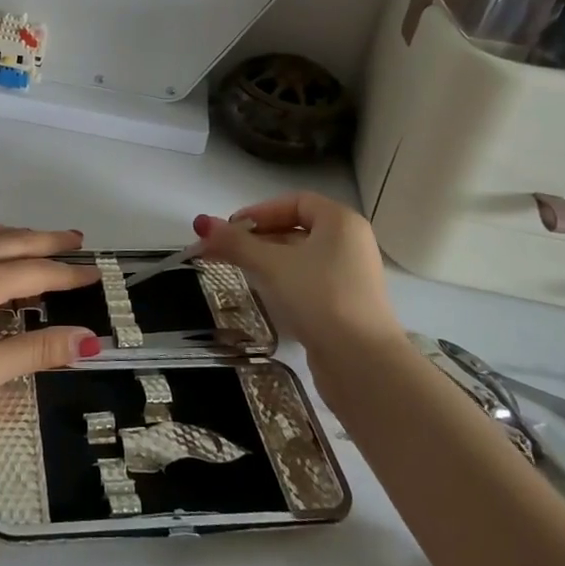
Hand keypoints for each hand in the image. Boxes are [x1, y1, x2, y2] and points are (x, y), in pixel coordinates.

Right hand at [192, 193, 402, 379]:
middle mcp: (350, 243)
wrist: (363, 363)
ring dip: (267, 259)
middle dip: (257, 237)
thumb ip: (236, 243)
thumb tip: (201, 222)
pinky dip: (284, 280)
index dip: (260, 211)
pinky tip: (265, 294)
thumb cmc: (320, 298)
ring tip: (237, 270)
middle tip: (224, 249)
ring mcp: (350, 276)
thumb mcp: (272, 265)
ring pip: (301, 257)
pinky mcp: (346, 305)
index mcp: (341, 222)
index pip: (295, 202)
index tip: (231, 228)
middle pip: (296, 229)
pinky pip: (309, 280)